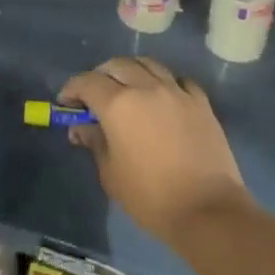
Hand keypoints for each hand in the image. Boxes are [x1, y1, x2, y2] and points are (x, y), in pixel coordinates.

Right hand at [59, 57, 250, 246]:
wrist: (207, 209)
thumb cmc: (150, 196)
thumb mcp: (110, 173)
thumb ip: (95, 142)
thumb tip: (82, 128)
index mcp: (118, 104)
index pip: (87, 82)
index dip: (72, 89)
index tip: (66, 103)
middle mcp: (146, 88)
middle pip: (117, 65)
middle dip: (100, 76)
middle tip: (94, 96)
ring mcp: (177, 91)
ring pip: (148, 64)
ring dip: (131, 71)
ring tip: (128, 89)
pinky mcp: (201, 102)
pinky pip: (177, 80)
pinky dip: (164, 82)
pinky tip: (162, 98)